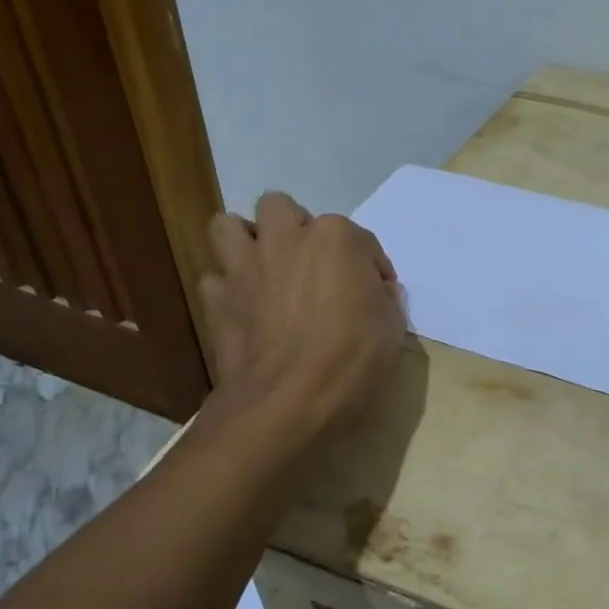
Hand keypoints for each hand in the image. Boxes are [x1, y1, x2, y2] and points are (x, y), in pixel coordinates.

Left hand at [197, 193, 405, 438]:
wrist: (288, 400)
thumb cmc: (351, 358)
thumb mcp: (393, 326)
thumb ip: (384, 296)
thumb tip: (375, 290)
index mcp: (335, 238)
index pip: (360, 238)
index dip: (371, 266)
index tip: (376, 293)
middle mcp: (286, 239)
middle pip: (281, 208)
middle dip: (294, 227)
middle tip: (310, 262)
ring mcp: (245, 266)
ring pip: (229, 225)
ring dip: (247, 241)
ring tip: (265, 267)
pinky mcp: (217, 298)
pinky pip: (215, 278)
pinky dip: (228, 287)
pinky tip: (245, 306)